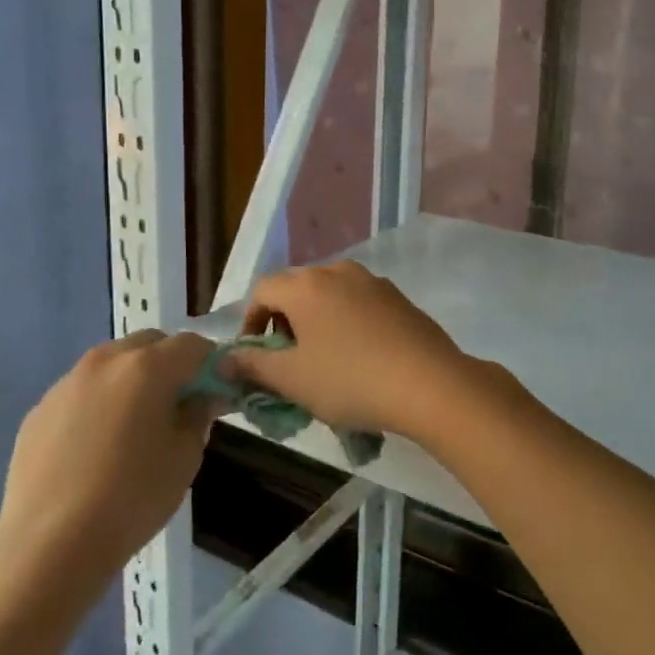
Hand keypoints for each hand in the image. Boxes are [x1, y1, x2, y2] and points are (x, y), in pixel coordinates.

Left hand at [0, 331, 216, 595]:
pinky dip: (98, 403)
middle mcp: (105, 361)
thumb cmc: (132, 499)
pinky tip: (95, 448)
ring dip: (130, 380)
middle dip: (169, 363)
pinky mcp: (39, 410)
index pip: (192, 344)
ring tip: (133, 425)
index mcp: (147, 367)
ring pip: (111, 364)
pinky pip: (81, 392)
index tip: (214, 390)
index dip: (210, 363)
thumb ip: (198, 415)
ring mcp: (66, 383)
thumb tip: (201, 397)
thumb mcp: (185, 458)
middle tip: (176, 403)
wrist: (48, 546)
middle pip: (148, 344)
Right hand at [228, 262, 512, 442]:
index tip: (255, 356)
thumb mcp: (292, 379)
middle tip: (287, 362)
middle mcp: (337, 271)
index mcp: (305, 285)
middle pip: (296, 289)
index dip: (250, 322)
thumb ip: (253, 365)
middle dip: (284, 322)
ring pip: (330, 296)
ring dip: (316, 322)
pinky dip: (347, 323)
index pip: (262, 291)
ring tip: (323, 361)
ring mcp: (372, 281)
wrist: (429, 383)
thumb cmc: (349, 380)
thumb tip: (225, 359)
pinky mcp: (399, 297)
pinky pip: (359, 304)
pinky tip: (359, 357)